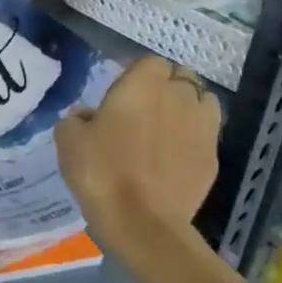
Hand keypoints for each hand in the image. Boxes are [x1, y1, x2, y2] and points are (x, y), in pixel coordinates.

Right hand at [55, 57, 234, 282]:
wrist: (142, 220)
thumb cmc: (100, 170)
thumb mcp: (67, 137)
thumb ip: (78, 117)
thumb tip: (90, 116)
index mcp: (142, 84)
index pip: (150, 62)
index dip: (137, 73)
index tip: (120, 90)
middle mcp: (178, 97)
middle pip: (181, 77)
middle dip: (166, 86)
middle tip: (142, 107)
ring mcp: (202, 127)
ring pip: (202, 101)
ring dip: (186, 107)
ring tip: (166, 126)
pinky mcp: (214, 156)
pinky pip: (207, 133)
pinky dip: (194, 136)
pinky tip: (174, 154)